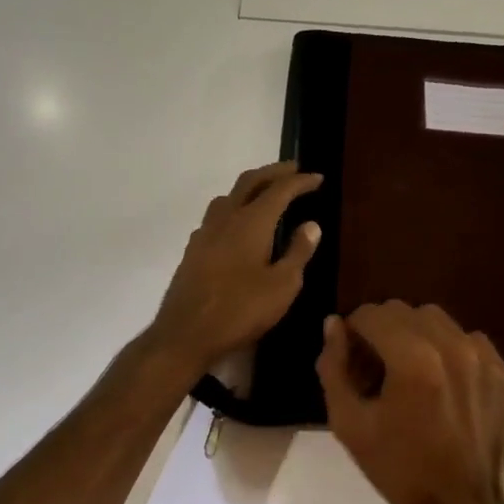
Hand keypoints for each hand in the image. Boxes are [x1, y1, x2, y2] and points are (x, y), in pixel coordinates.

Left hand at [148, 161, 322, 376]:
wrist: (186, 334)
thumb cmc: (241, 310)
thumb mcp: (282, 286)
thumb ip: (298, 252)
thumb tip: (311, 225)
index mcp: (251, 222)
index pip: (279, 190)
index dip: (300, 181)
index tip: (318, 177)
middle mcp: (225, 218)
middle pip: (250, 182)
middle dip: (273, 172)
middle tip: (293, 170)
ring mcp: (205, 233)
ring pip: (229, 196)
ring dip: (250, 188)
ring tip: (266, 194)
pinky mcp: (193, 250)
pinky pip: (216, 216)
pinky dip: (234, 208)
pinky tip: (239, 226)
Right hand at [316, 301, 503, 503]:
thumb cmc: (397, 468)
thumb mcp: (349, 423)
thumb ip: (334, 367)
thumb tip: (333, 324)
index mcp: (413, 360)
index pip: (373, 314)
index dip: (353, 330)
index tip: (350, 356)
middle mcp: (453, 347)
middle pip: (405, 311)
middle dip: (382, 330)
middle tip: (375, 366)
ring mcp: (483, 358)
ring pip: (437, 320)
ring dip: (415, 334)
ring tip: (408, 370)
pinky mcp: (502, 372)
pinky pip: (467, 339)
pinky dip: (448, 350)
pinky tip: (441, 382)